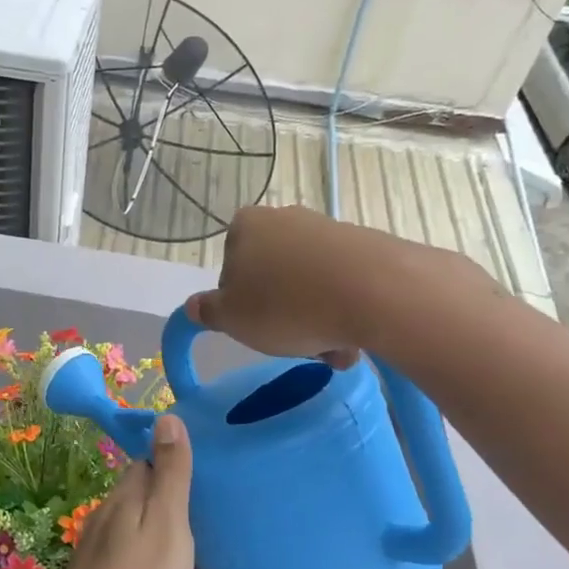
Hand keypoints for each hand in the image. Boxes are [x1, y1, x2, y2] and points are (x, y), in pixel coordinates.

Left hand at [35, 415, 195, 568]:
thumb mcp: (167, 526)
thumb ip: (169, 474)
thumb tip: (166, 415)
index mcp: (124, 497)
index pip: (147, 460)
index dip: (173, 461)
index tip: (205, 476)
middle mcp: (104, 514)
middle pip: (139, 491)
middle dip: (168, 495)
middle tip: (207, 513)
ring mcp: (94, 547)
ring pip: (133, 522)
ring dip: (159, 526)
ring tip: (193, 547)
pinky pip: (126, 550)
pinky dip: (146, 553)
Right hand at [188, 206, 490, 363]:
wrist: (374, 291)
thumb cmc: (286, 305)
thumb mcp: (231, 318)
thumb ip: (208, 311)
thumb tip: (194, 306)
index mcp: (245, 226)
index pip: (230, 270)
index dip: (239, 304)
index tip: (255, 327)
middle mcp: (285, 218)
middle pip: (273, 277)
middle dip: (282, 314)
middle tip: (294, 345)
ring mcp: (328, 229)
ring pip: (309, 285)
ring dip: (315, 320)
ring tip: (330, 350)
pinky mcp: (365, 245)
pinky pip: (342, 284)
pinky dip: (343, 311)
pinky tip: (354, 338)